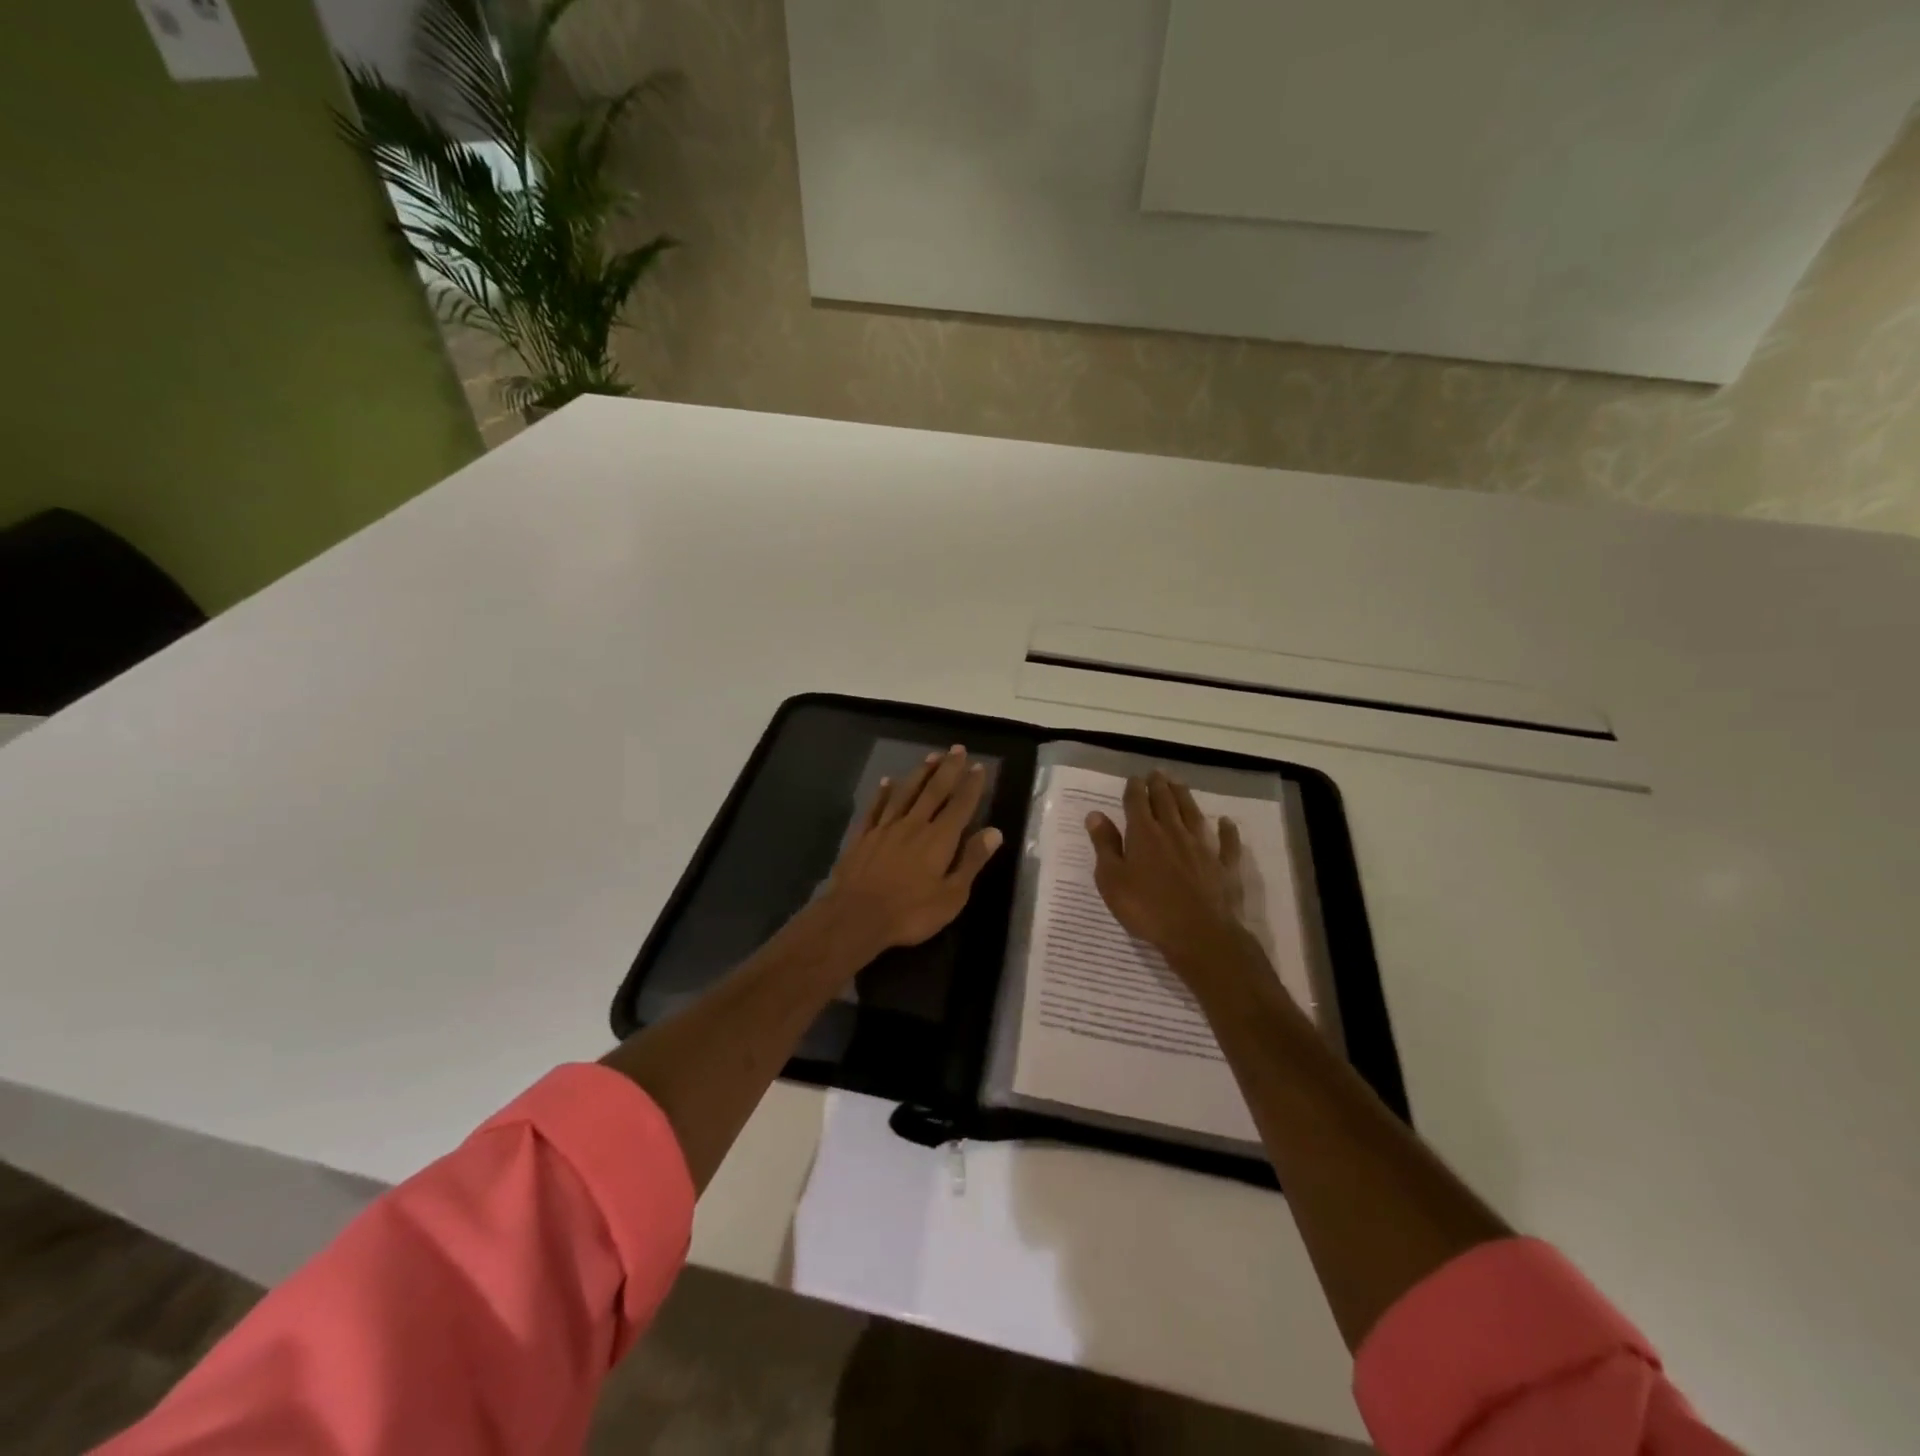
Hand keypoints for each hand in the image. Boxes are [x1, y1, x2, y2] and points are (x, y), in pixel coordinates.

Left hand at [824, 745, 1003, 955]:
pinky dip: (883, 793)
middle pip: (934, 791)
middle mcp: (914, 824)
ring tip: (930, 756)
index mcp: (939, 838)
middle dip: (948, 769)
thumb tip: (994, 832)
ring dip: (919, 774)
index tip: (978, 766)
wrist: (856, 917)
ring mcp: (885, 828)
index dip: (971, 785)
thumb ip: (971, 860)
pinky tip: (887, 781)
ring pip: (906, 793)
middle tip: (957, 748)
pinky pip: (876, 808)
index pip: (960, 805)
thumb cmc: (910, 912)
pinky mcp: (863, 836)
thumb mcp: (952, 895)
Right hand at [1086, 771, 1246, 967]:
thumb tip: (1095, 814)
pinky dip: (1226, 830)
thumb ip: (1104, 845)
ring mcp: (1202, 847)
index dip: (1134, 788)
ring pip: (1193, 814)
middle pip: (1166, 802)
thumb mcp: (1112, 879)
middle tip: (1157, 772)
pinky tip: (1226, 821)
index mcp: (1143, 834)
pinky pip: (1227, 842)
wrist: (1198, 934)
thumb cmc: (1146, 908)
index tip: (1134, 778)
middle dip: (1159, 786)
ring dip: (1185, 797)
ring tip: (1179, 784)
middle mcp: (1173, 832)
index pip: (1137, 803)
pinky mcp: (1224, 866)